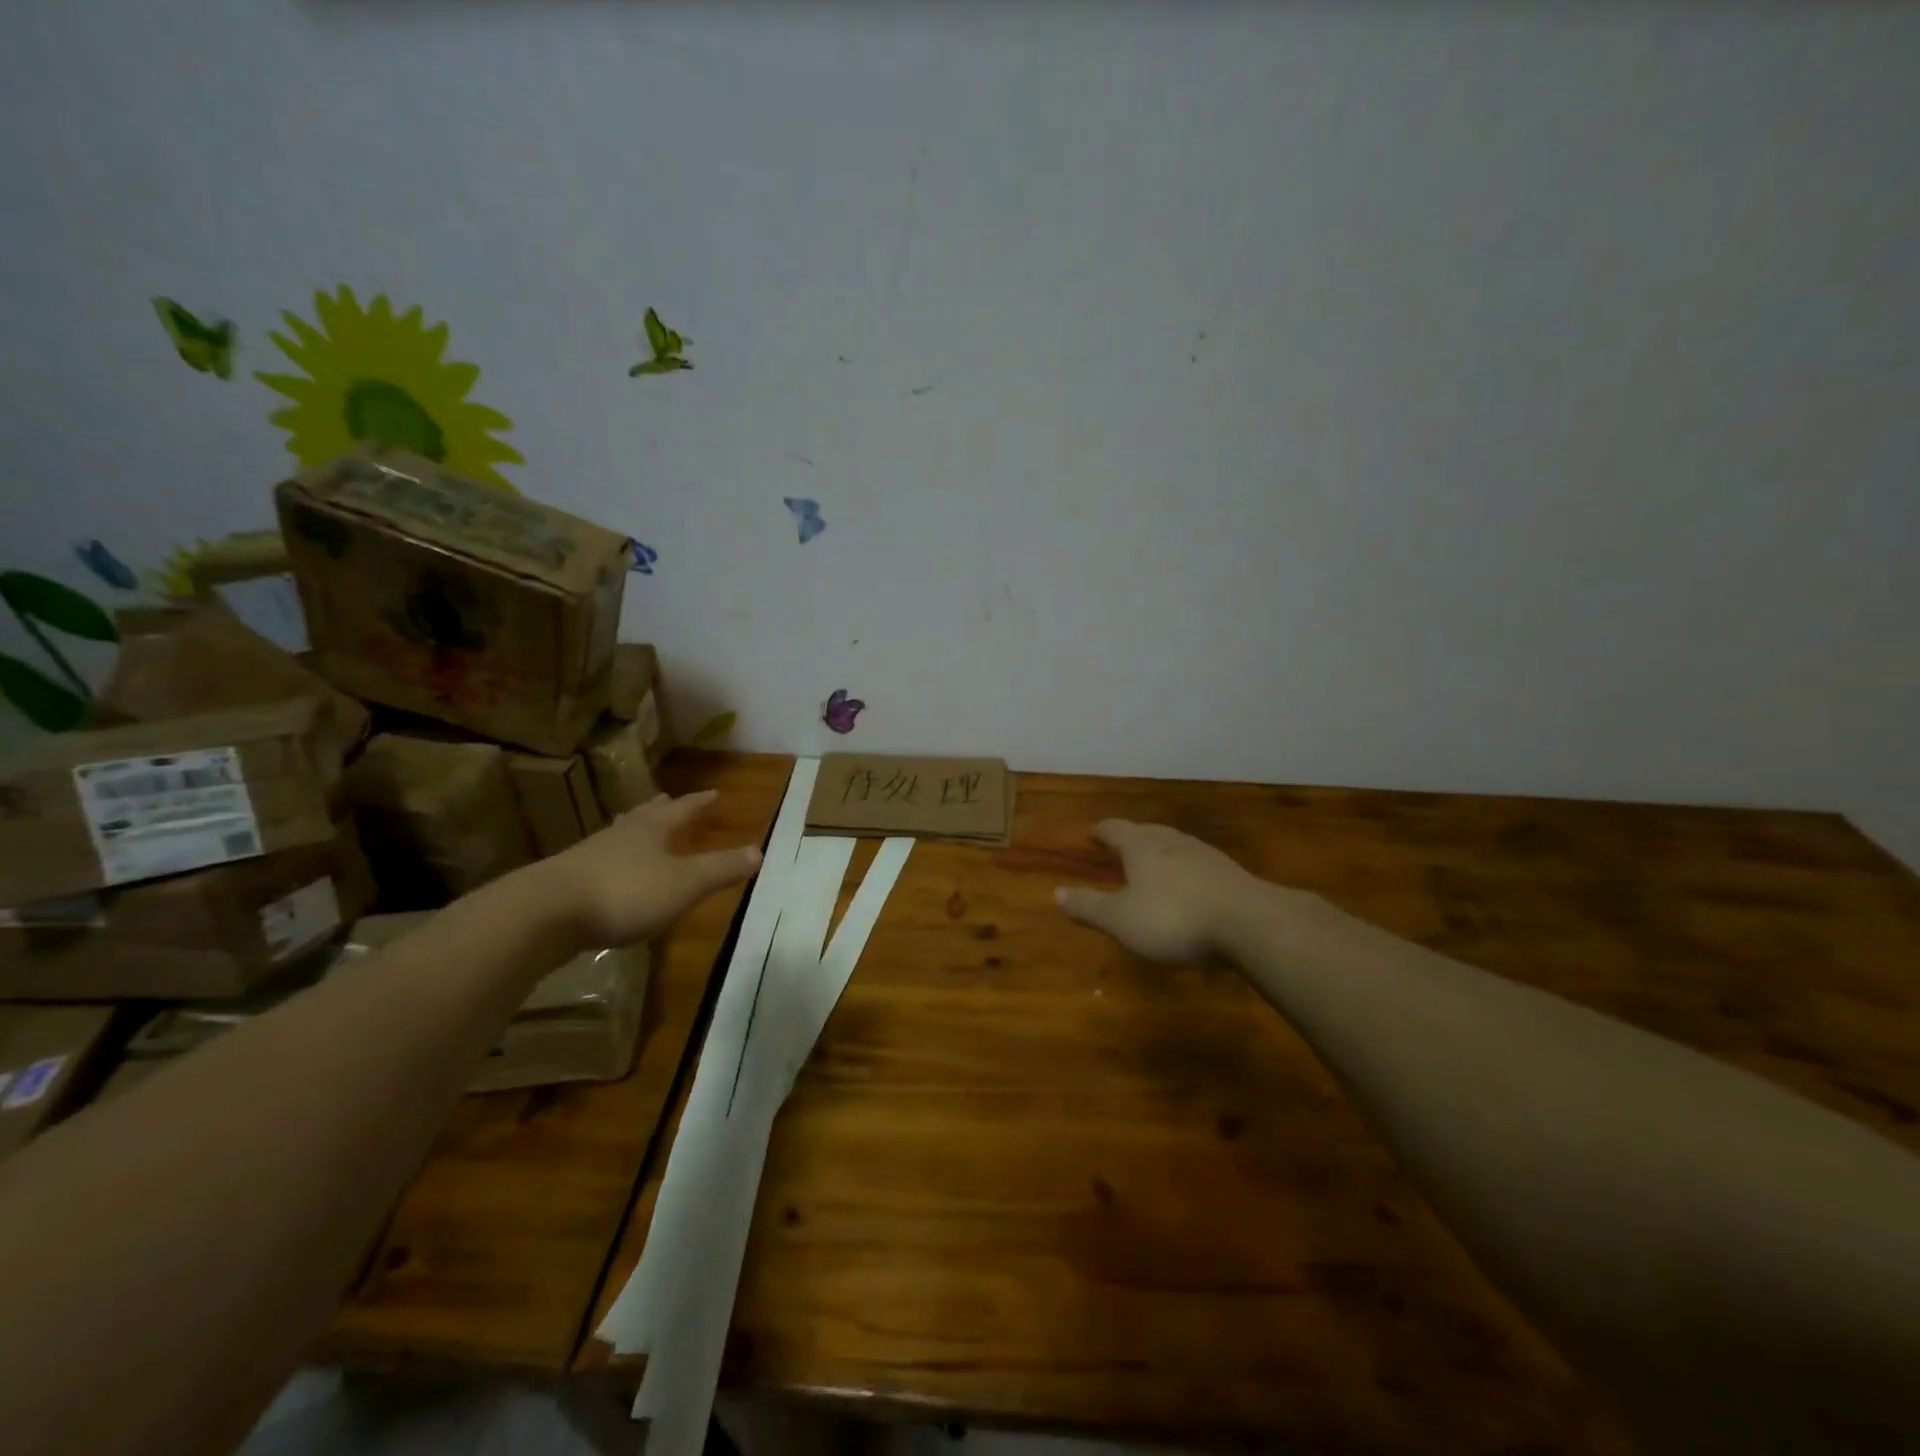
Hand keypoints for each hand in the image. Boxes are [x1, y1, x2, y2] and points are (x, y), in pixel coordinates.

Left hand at [551, 789, 761, 947]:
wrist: (544, 913)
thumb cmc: (626, 892)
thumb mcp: (685, 883)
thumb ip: (721, 869)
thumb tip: (759, 851)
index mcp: (652, 830)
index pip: (682, 809)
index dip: (699, 803)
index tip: (714, 793)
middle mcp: (621, 835)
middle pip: (645, 816)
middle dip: (662, 810)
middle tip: (668, 800)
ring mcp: (590, 856)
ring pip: (619, 836)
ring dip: (633, 832)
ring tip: (638, 828)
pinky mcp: (567, 882)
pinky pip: (599, 862)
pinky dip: (613, 861)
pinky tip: (610, 873)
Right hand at [1056, 820, 1271, 963]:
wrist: (1251, 924)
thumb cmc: (1174, 918)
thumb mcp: (1121, 920)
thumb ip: (1089, 907)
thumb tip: (1056, 893)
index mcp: (1142, 847)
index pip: (1116, 829)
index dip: (1102, 831)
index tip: (1092, 834)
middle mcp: (1173, 842)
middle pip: (1148, 832)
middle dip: (1132, 838)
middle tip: (1120, 846)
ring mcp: (1206, 856)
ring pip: (1176, 846)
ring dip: (1161, 853)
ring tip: (1154, 865)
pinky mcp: (1232, 875)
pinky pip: (1200, 866)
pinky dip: (1187, 872)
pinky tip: (1190, 889)